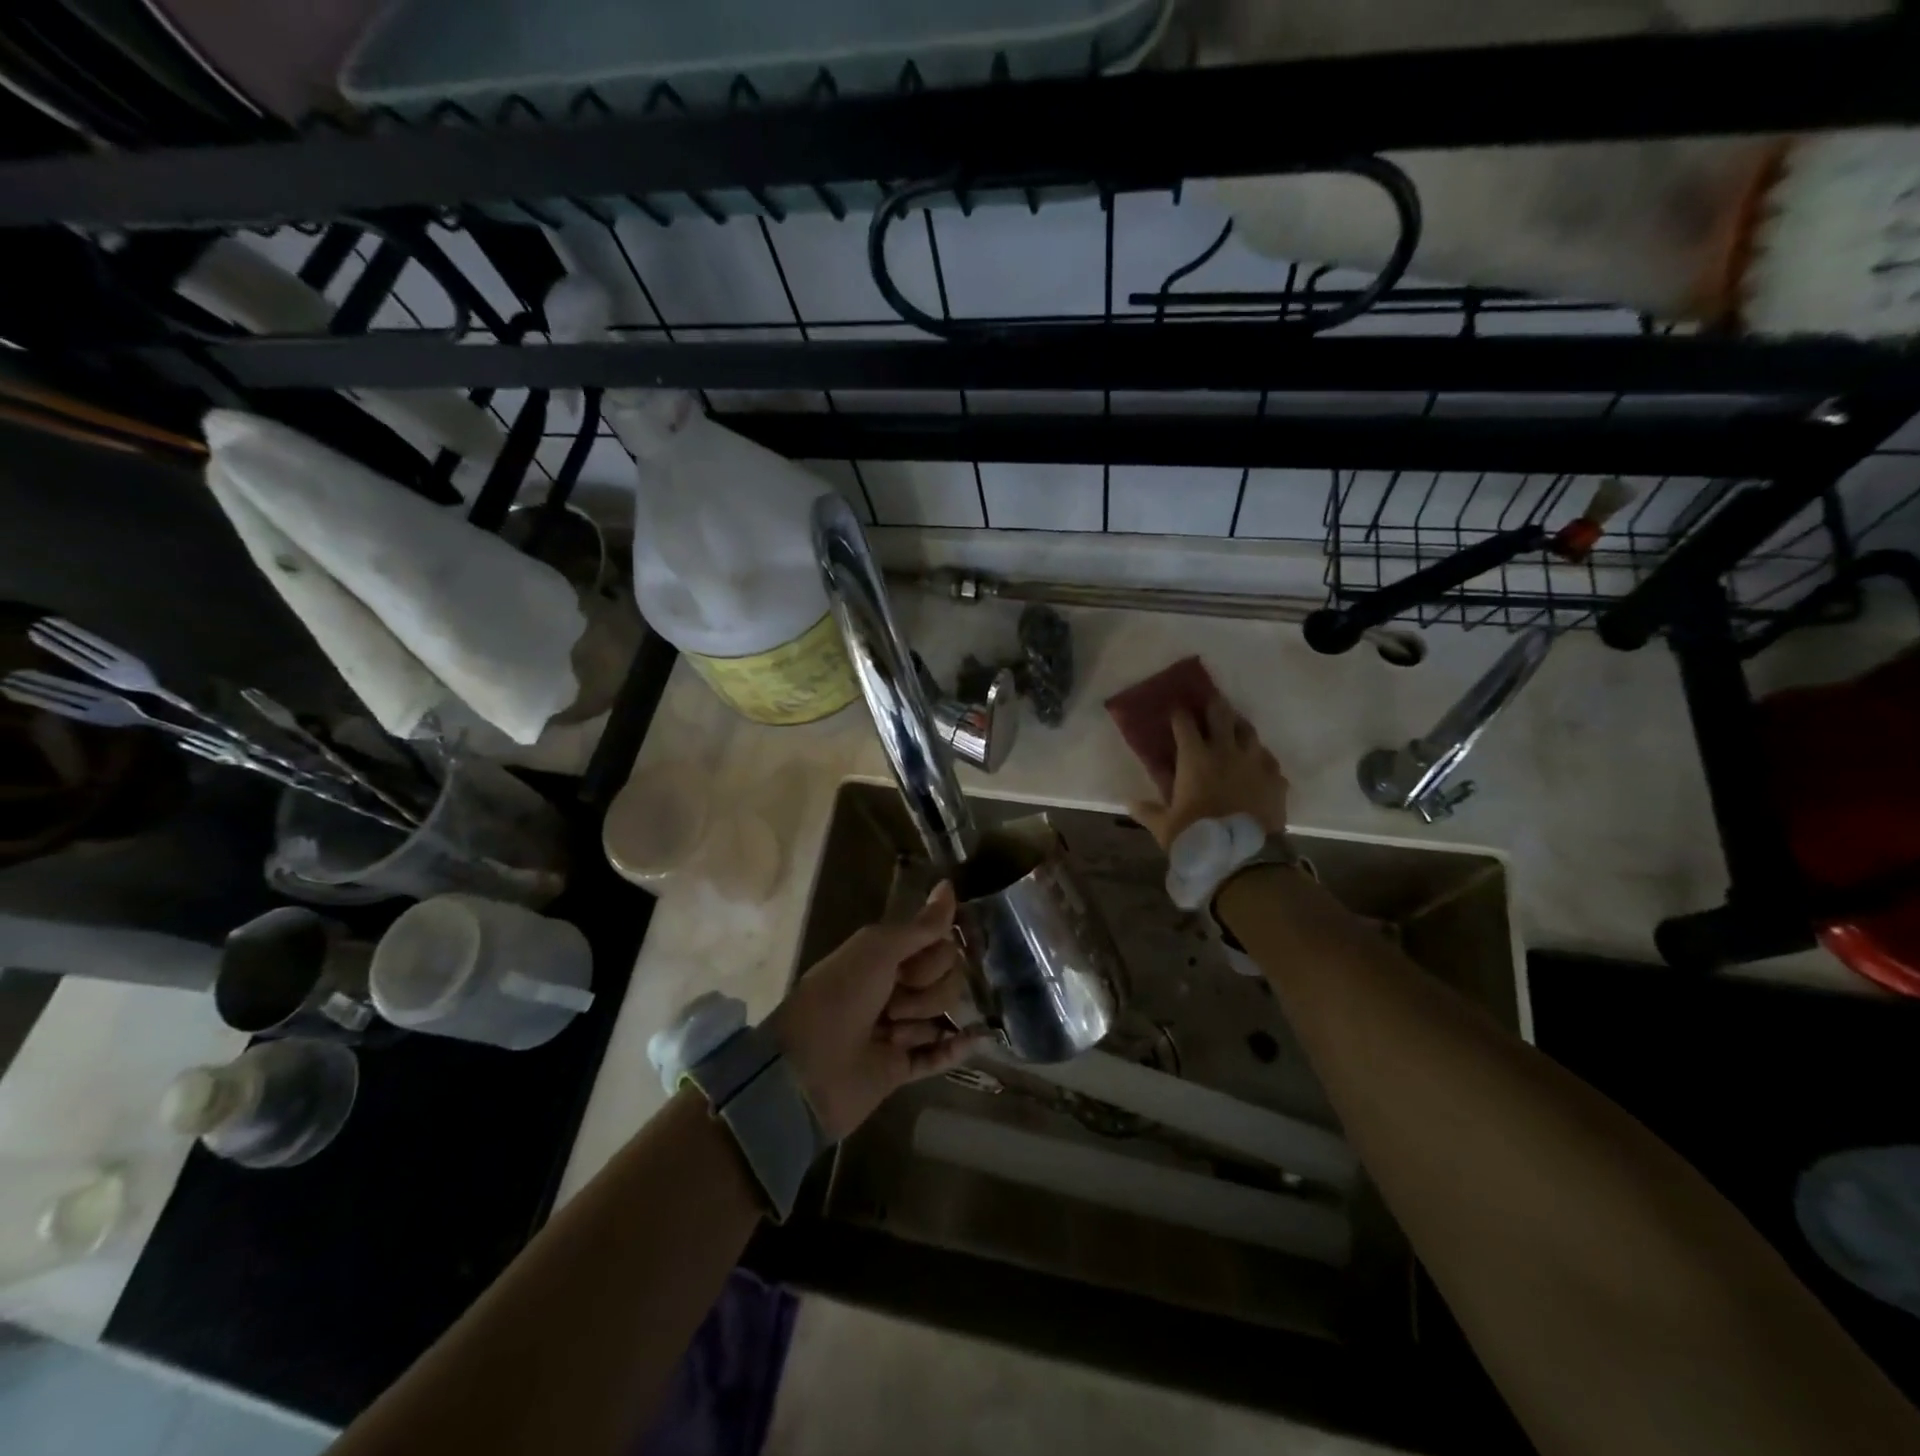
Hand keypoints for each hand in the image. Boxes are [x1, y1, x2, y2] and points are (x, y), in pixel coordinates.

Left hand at [769, 881, 982, 1139]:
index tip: (912, 965)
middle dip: (927, 990)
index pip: (939, 944)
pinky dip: (956, 1047)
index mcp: (886, 955)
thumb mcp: (878, 950)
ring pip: (942, 1015)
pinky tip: (979, 1038)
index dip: (934, 956)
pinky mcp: (901, 1068)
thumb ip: (920, 926)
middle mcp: (894, 987)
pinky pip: (940, 1055)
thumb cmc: (839, 997)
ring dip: (922, 1021)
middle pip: (947, 979)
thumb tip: (949, 885)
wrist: (806, 1070)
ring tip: (891, 1033)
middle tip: (893, 1002)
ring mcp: (899, 1029)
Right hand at [1129, 694, 1288, 851]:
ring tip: (1234, 728)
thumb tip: (1129, 802)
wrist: (1244, 859)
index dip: (1179, 714)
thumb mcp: (1165, 827)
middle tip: (1209, 701)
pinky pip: (1268, 761)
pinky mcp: (1276, 779)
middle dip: (1213, 705)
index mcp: (1195, 759)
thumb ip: (1147, 812)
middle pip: (1221, 715)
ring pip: (1249, 732)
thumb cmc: (1197, 838)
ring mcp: (1255, 763)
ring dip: (1239, 727)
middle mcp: (1226, 752)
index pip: (1185, 724)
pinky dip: (1259, 759)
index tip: (1176, 711)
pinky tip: (1256, 766)